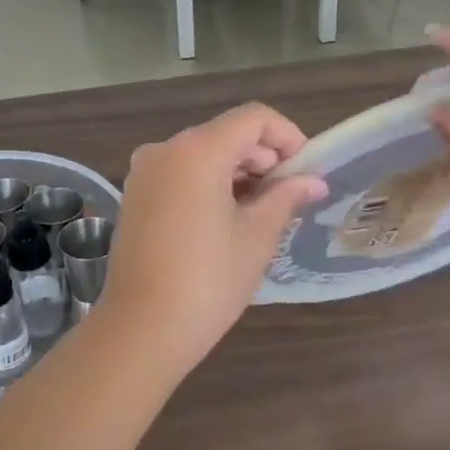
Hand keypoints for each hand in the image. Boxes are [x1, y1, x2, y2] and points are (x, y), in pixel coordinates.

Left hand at [97, 104, 328, 378]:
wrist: (140, 331)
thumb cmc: (207, 282)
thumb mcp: (256, 237)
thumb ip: (286, 197)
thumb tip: (314, 181)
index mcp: (197, 151)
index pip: (253, 118)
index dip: (287, 136)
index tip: (307, 171)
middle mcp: (166, 149)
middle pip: (227, 133)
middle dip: (263, 157)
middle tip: (290, 196)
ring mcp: (145, 171)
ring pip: (203, 153)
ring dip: (238, 171)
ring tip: (262, 212)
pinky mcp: (135, 194)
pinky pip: (181, 172)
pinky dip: (210, 183)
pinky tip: (228, 218)